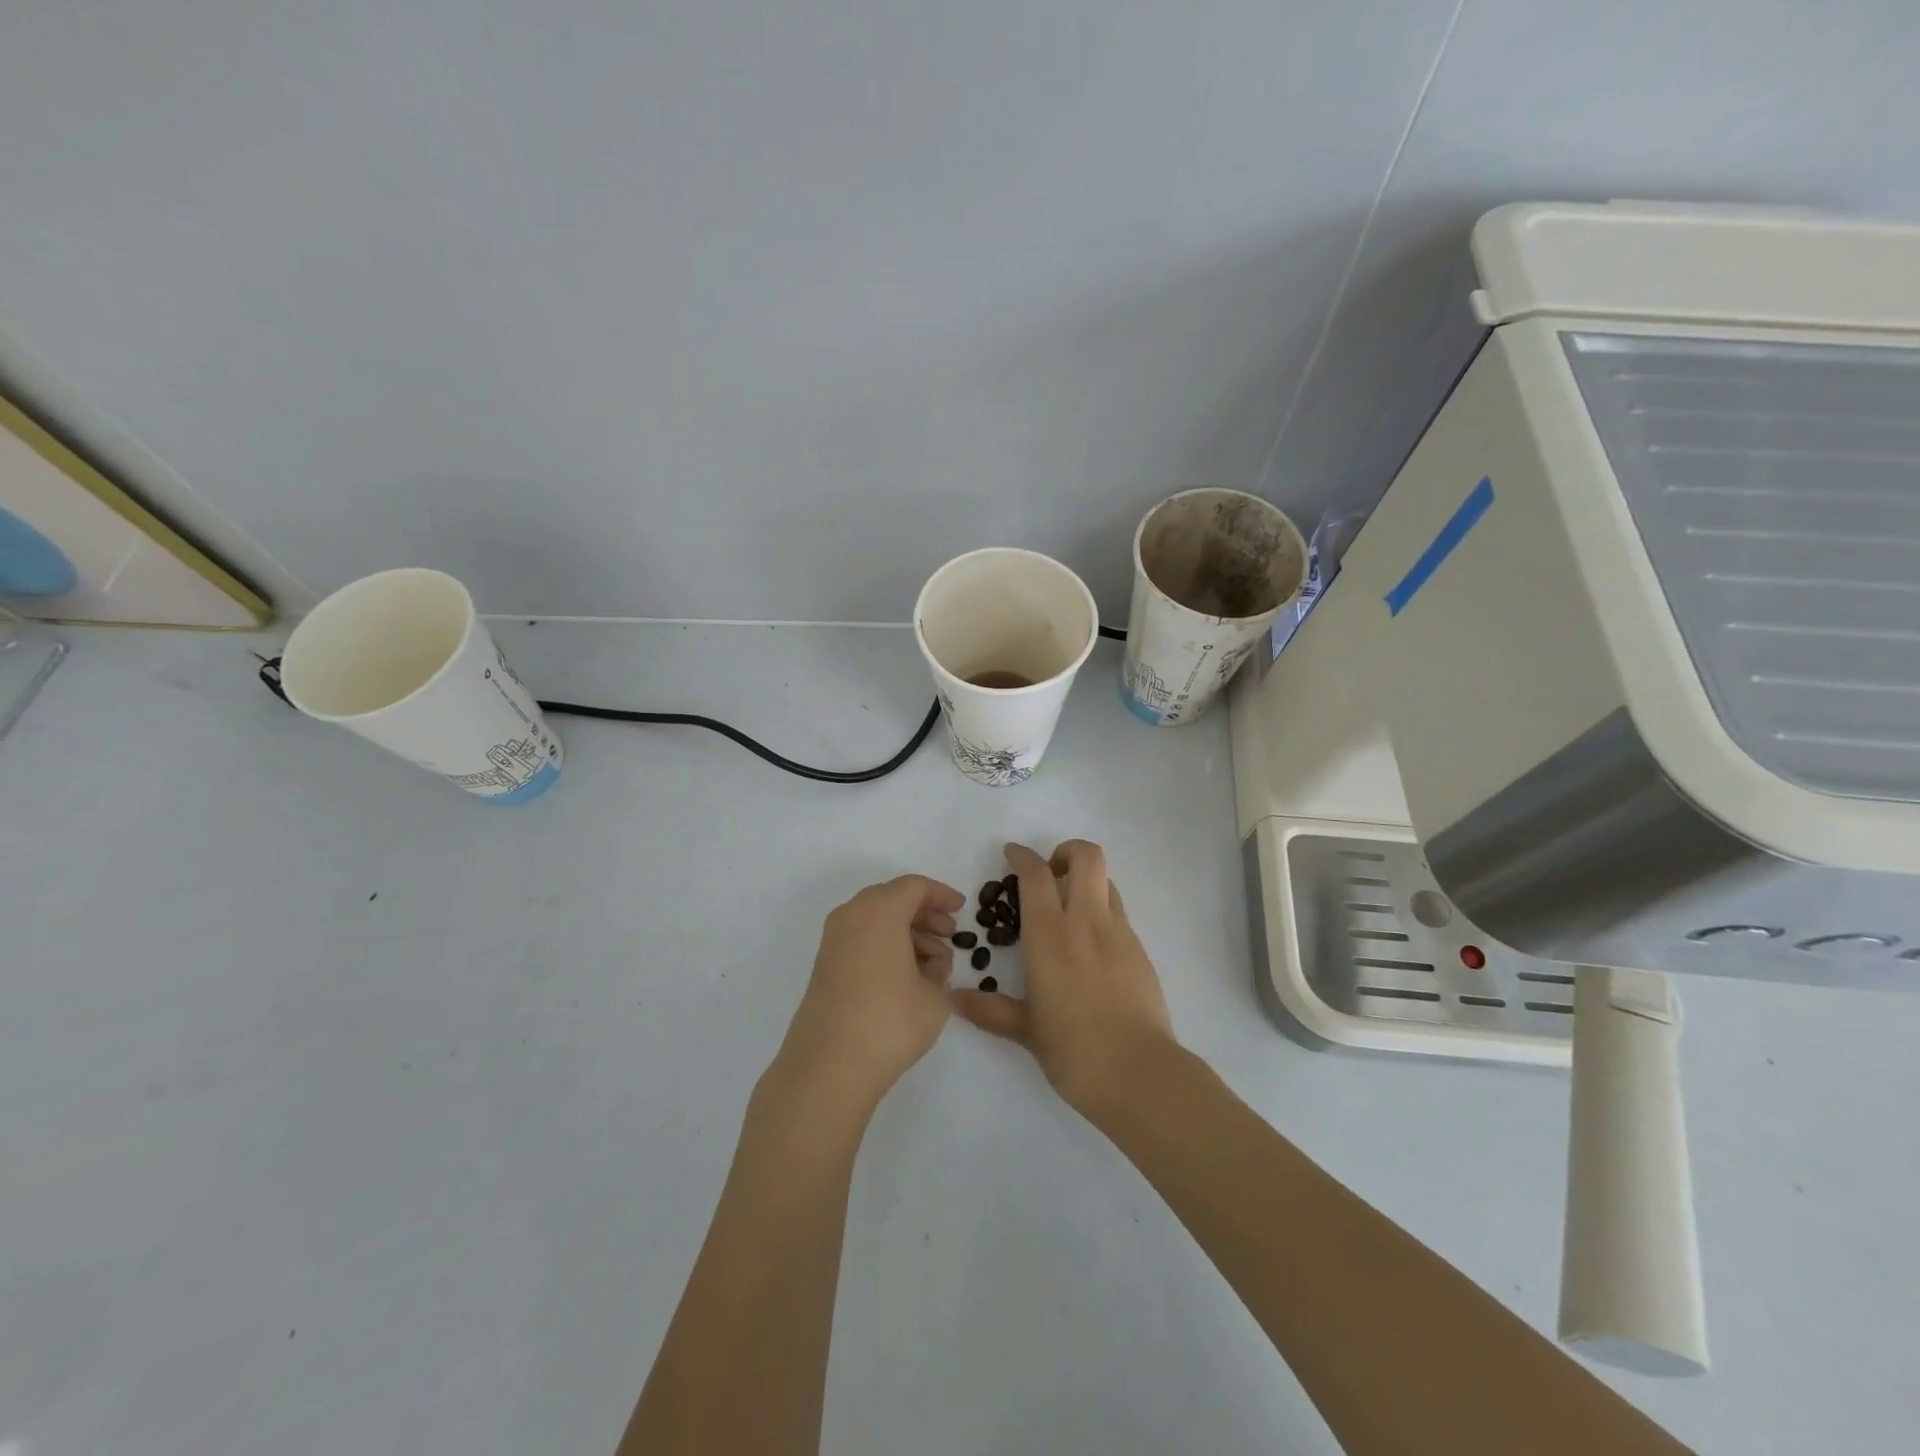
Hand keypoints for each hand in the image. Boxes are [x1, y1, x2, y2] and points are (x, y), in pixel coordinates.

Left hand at [772, 875, 965, 1117]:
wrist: (828, 1067)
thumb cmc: (889, 1021)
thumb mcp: (933, 995)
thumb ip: (938, 970)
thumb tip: (931, 963)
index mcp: (880, 911)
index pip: (914, 887)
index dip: (941, 895)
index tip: (961, 909)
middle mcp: (851, 916)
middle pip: (892, 899)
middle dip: (924, 913)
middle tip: (950, 934)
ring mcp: (833, 942)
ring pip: (876, 921)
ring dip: (907, 933)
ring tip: (934, 965)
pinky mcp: (825, 967)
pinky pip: (862, 940)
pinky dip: (886, 947)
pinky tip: (908, 978)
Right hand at [950, 840, 1173, 1116]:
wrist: (1139, 1073)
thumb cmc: (1073, 1050)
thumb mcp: (1026, 1030)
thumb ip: (990, 1010)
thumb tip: (954, 1000)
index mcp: (1050, 936)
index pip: (1036, 875)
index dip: (1022, 856)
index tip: (1012, 854)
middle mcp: (1086, 922)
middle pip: (1086, 856)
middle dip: (1066, 852)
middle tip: (1049, 875)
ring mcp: (1119, 933)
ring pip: (1106, 881)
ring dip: (1085, 882)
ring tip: (1069, 910)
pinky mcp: (1140, 950)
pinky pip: (1118, 913)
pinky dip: (1101, 912)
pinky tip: (1089, 947)